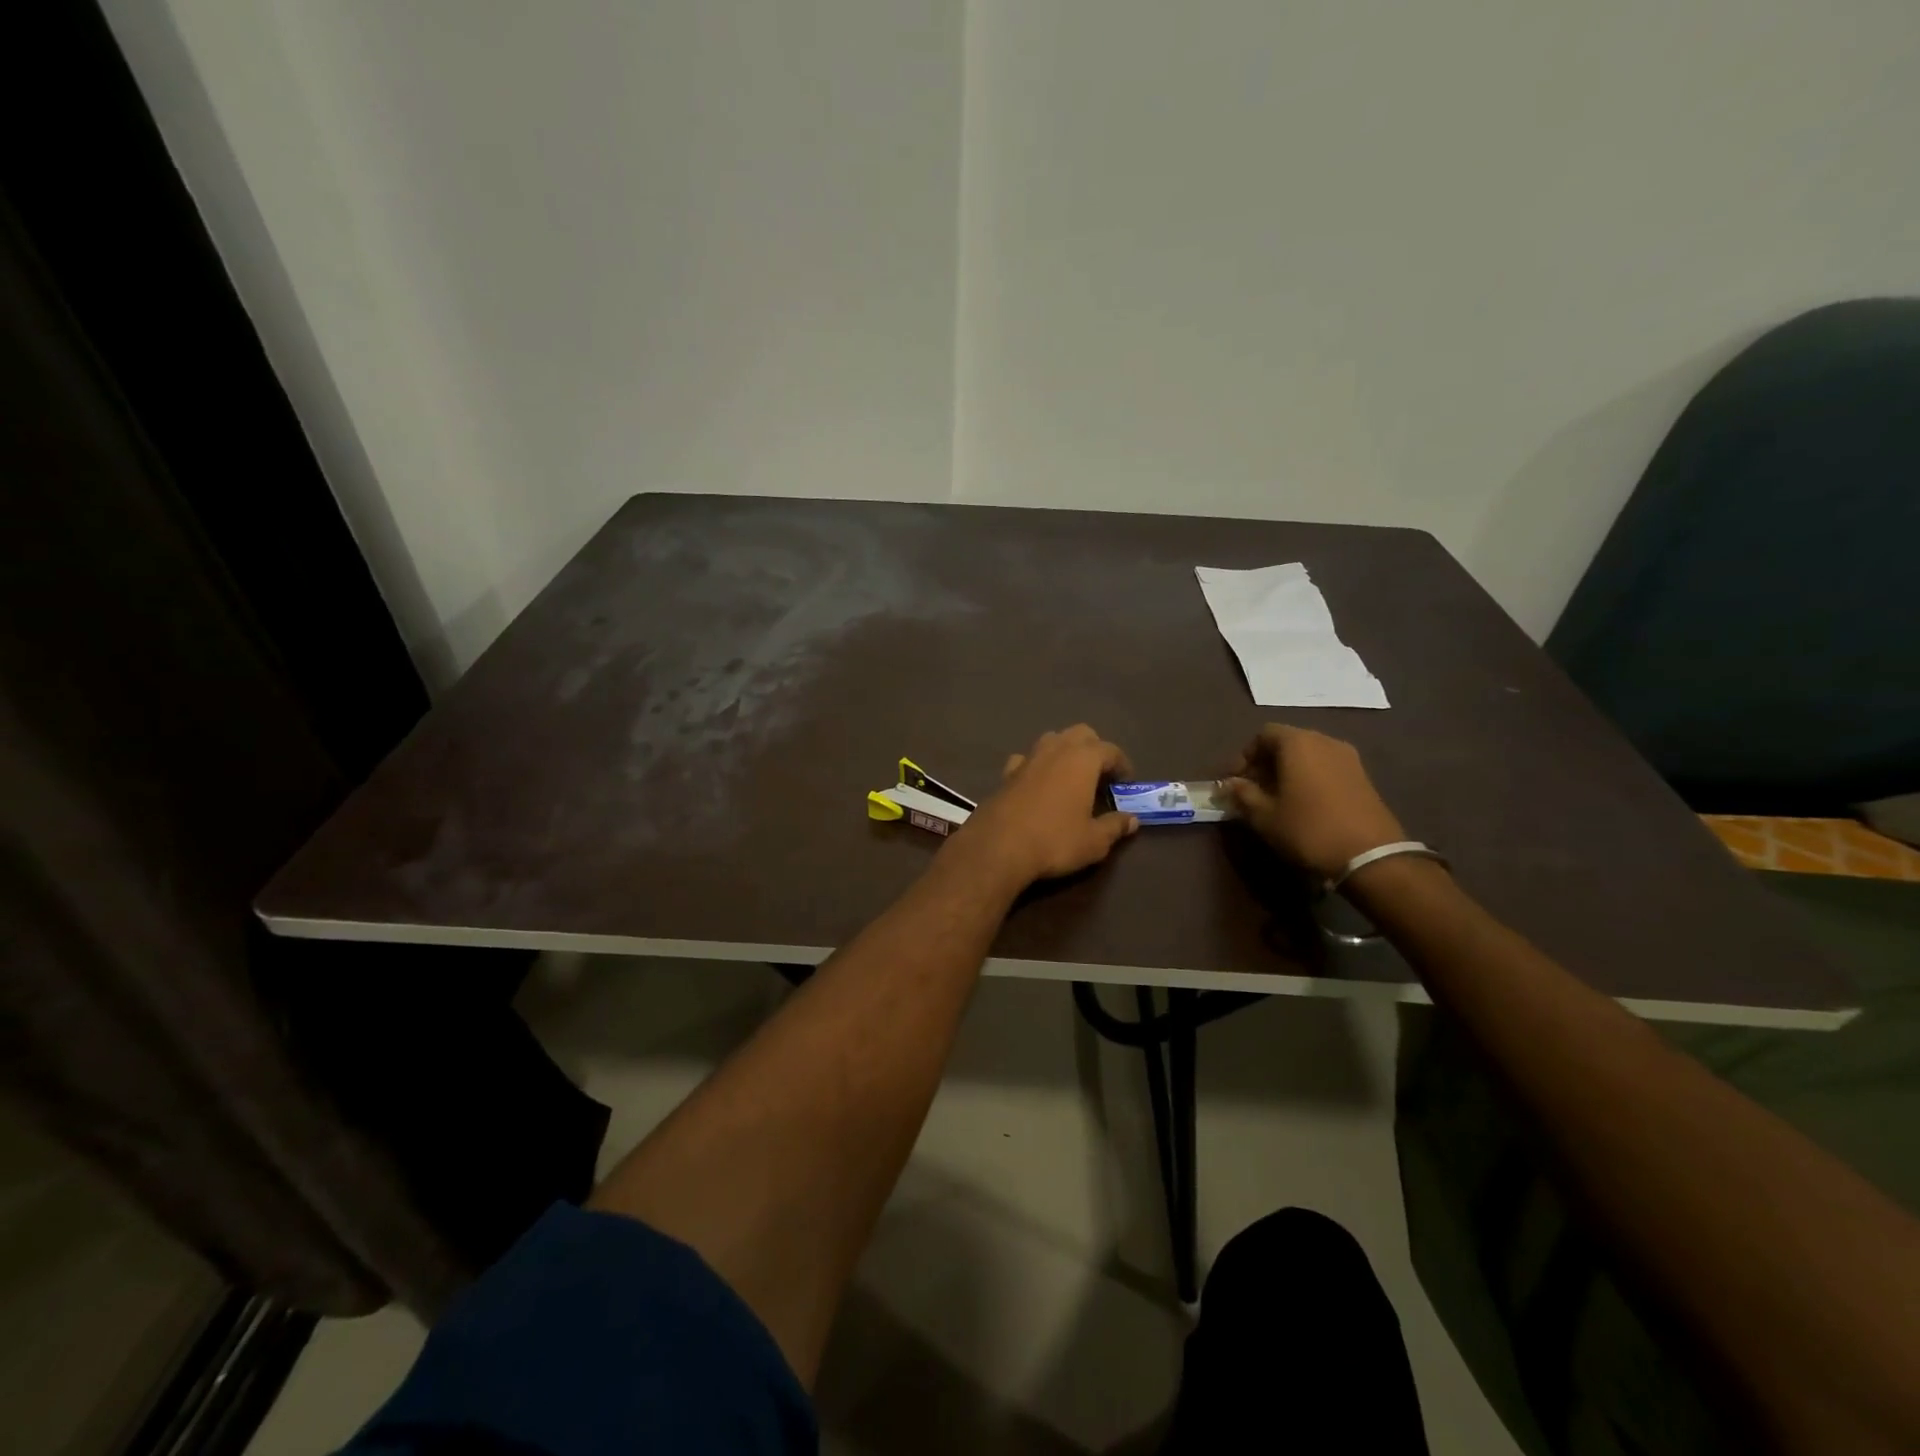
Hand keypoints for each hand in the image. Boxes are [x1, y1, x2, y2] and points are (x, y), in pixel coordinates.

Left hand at [949, 725, 1139, 888]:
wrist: (998, 847)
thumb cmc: (1055, 841)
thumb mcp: (1094, 841)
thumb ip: (1115, 827)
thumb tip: (1132, 820)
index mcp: (1082, 759)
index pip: (1110, 750)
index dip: (1122, 765)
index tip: (1126, 783)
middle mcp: (1055, 750)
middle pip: (1080, 734)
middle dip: (1094, 748)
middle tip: (1100, 775)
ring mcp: (1028, 758)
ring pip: (1052, 740)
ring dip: (1065, 751)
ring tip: (1072, 777)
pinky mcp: (1006, 773)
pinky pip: (1027, 759)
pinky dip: (1037, 765)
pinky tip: (1038, 783)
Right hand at [1224, 725, 1405, 880]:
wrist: (1370, 856)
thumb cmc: (1308, 829)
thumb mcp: (1264, 816)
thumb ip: (1243, 794)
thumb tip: (1230, 784)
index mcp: (1298, 743)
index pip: (1263, 735)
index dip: (1244, 755)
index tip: (1235, 780)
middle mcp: (1324, 741)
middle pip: (1287, 742)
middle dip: (1266, 763)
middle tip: (1252, 789)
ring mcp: (1348, 758)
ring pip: (1308, 755)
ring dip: (1288, 770)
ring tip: (1277, 798)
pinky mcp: (1363, 776)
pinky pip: (1326, 767)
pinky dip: (1309, 777)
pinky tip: (1303, 803)